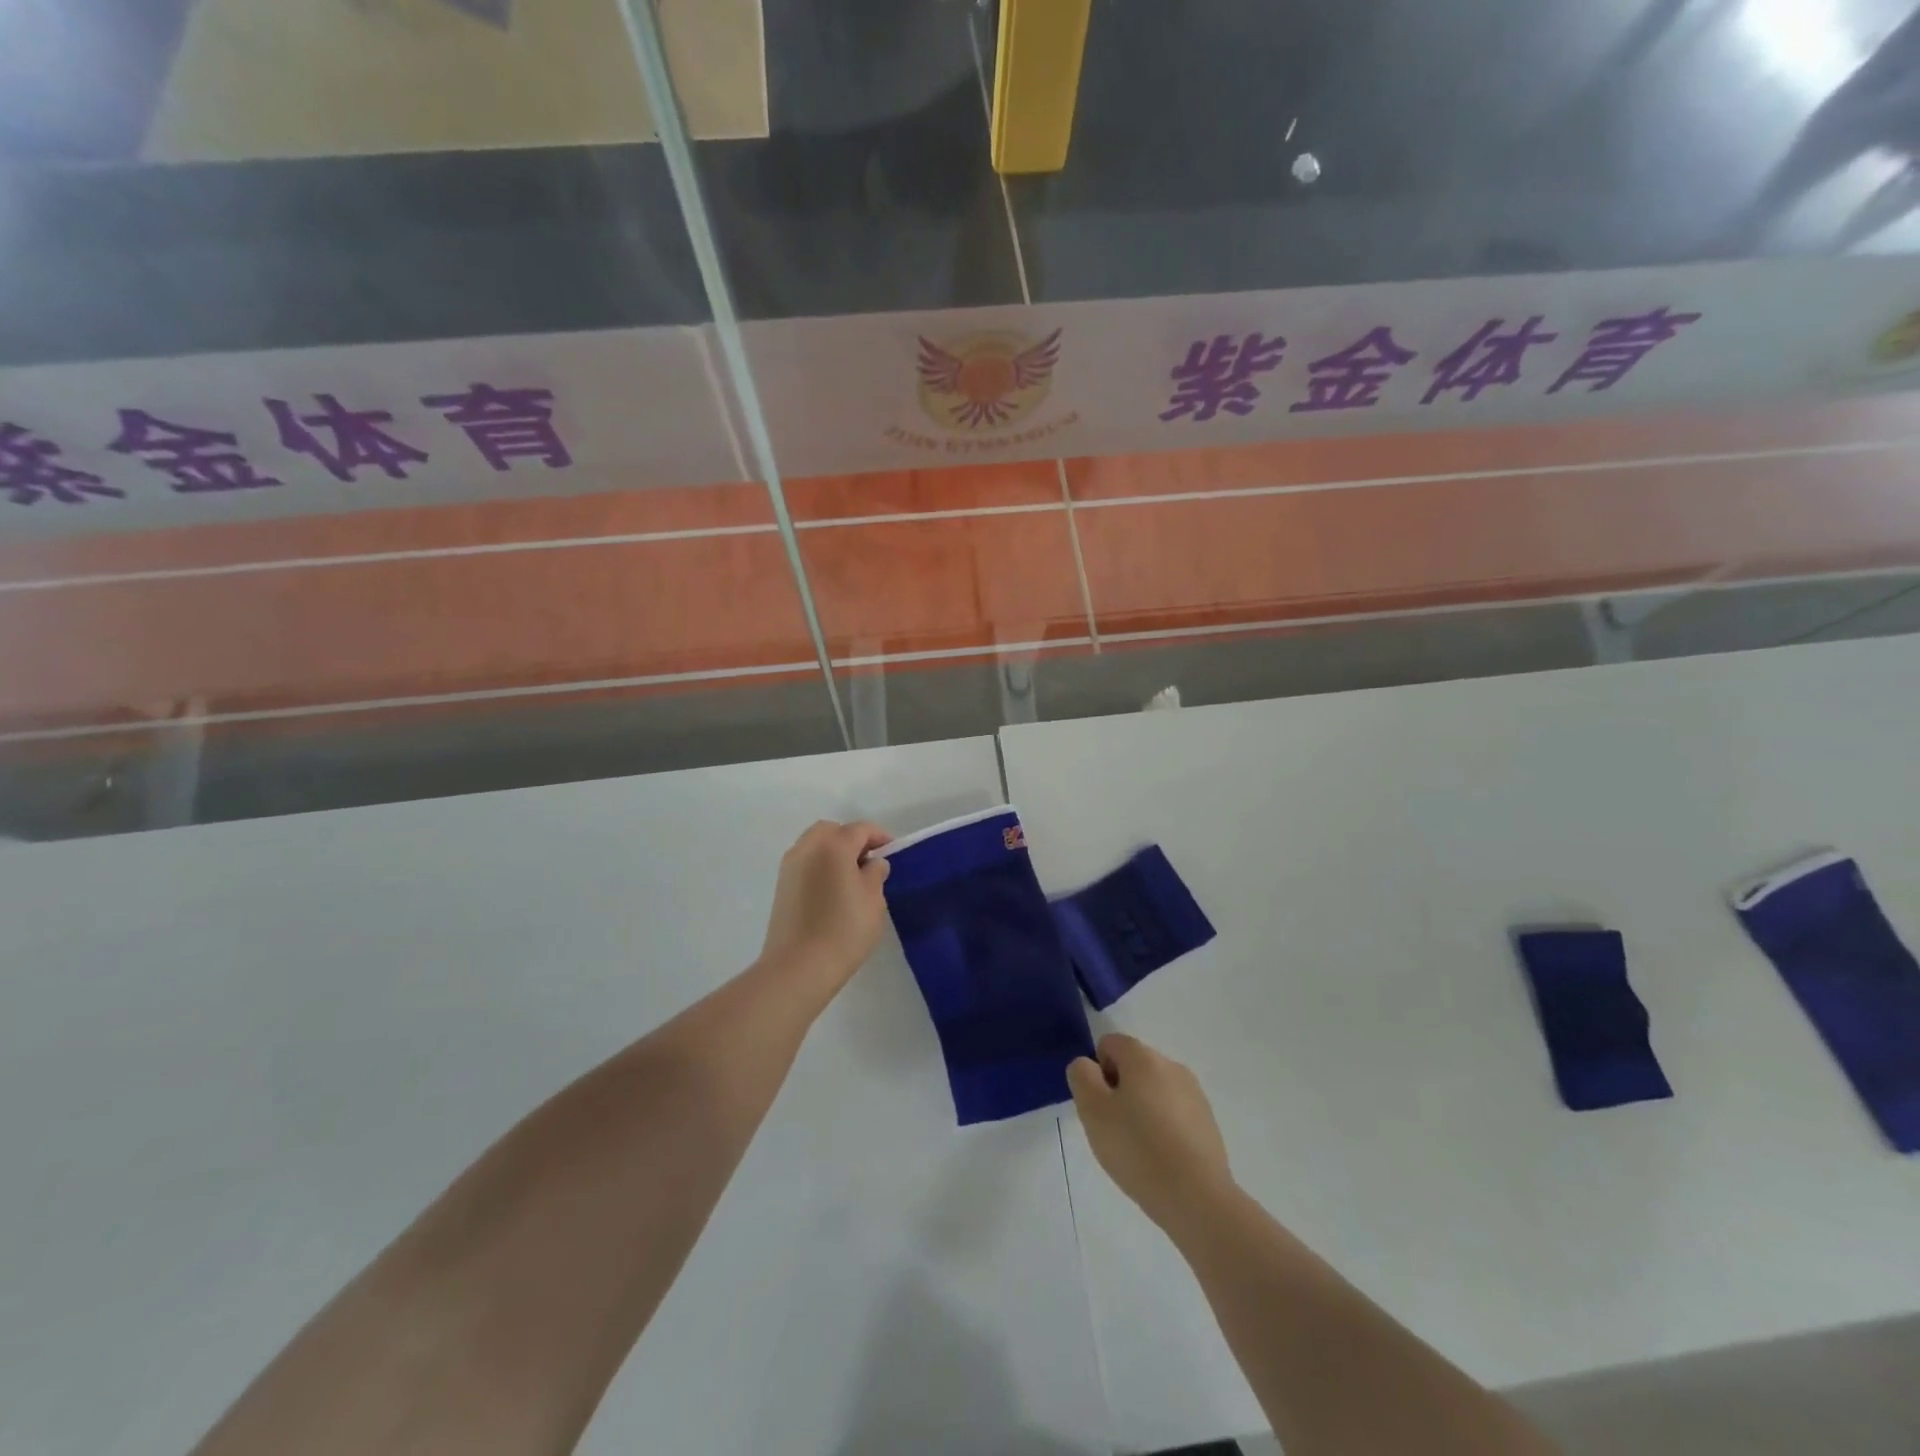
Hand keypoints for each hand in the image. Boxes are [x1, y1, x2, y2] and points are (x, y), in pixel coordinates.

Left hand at [759, 820, 892, 996]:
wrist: (798, 968)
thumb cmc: (844, 931)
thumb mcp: (873, 901)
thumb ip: (875, 874)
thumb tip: (873, 863)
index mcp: (834, 846)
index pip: (860, 829)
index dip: (880, 837)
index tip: (892, 852)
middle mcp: (808, 847)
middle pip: (833, 831)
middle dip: (852, 839)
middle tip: (869, 861)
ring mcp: (790, 866)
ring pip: (815, 844)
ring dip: (834, 851)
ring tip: (851, 876)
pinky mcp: (781, 885)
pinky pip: (805, 862)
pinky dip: (820, 865)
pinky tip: (832, 889)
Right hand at [1068, 1034, 1234, 1233]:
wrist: (1197, 1198)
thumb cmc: (1138, 1148)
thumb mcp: (1092, 1110)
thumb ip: (1082, 1076)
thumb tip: (1088, 1065)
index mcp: (1143, 1056)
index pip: (1109, 1044)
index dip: (1097, 1072)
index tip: (1100, 1107)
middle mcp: (1171, 1065)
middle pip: (1133, 1066)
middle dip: (1119, 1091)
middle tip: (1114, 1130)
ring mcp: (1194, 1094)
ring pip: (1154, 1091)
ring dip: (1141, 1109)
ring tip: (1139, 1149)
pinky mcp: (1208, 1122)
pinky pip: (1174, 1113)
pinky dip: (1163, 1128)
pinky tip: (1162, 1159)